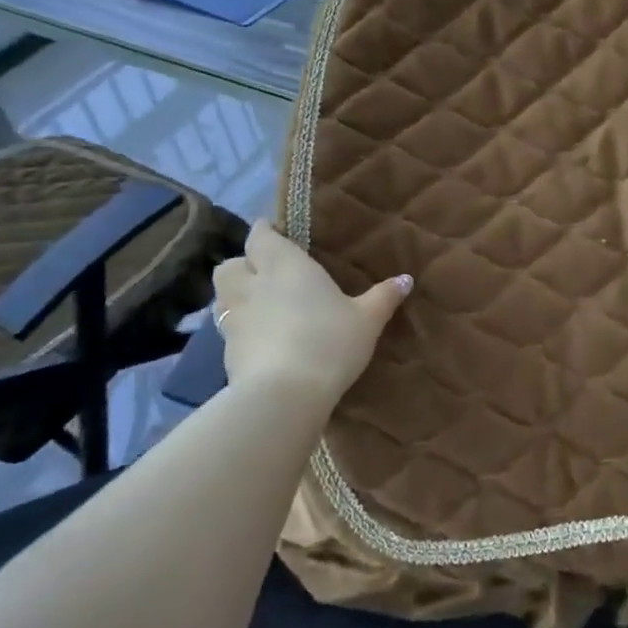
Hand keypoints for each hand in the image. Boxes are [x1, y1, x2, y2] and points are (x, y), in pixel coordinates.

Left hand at [212, 222, 410, 407]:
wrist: (284, 395)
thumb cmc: (329, 342)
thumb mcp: (367, 319)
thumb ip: (384, 296)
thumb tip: (406, 279)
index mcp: (284, 264)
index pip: (261, 235)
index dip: (266, 232)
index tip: (279, 236)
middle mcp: (252, 284)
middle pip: (230, 264)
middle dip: (243, 265)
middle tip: (265, 275)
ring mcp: (233, 318)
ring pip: (221, 296)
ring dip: (234, 296)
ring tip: (258, 307)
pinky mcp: (225, 351)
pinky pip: (226, 330)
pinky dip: (238, 330)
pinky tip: (259, 342)